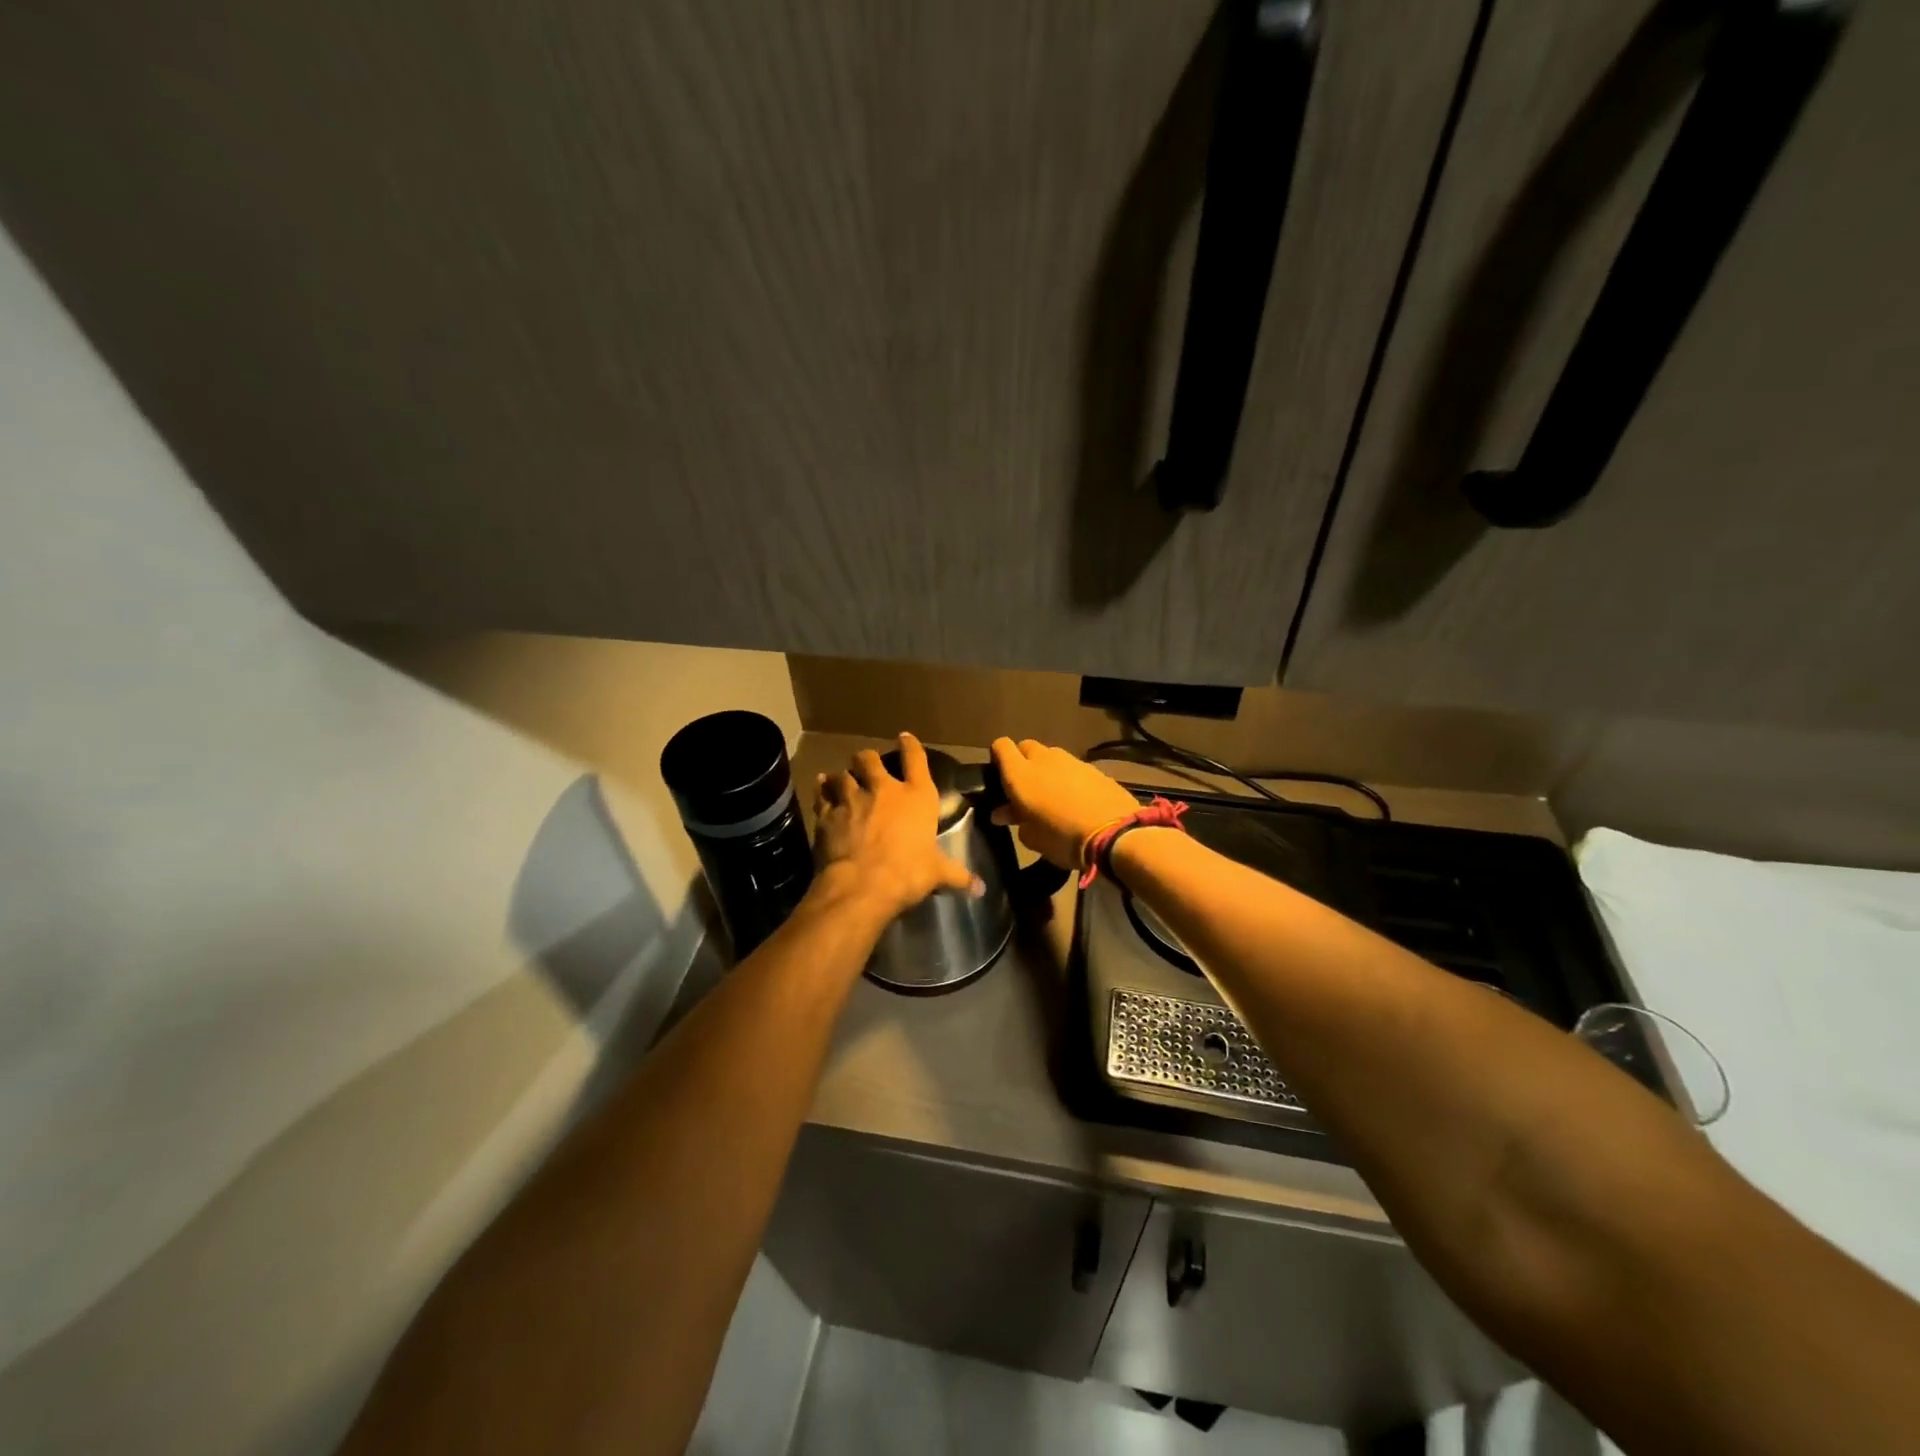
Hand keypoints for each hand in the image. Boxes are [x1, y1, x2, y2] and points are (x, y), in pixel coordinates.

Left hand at [812, 733, 981, 919]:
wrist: (862, 885)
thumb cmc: (908, 873)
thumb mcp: (937, 874)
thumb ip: (957, 876)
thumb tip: (981, 888)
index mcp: (916, 796)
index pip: (915, 759)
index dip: (910, 745)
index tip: (905, 737)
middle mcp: (884, 789)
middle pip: (870, 760)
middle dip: (868, 759)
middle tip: (866, 763)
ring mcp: (852, 799)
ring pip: (843, 775)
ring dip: (843, 776)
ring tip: (842, 778)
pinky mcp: (828, 814)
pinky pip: (823, 794)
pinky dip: (823, 790)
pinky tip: (822, 786)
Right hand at [989, 737, 1140, 870]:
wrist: (1115, 834)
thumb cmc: (1062, 838)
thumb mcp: (1032, 837)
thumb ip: (1015, 819)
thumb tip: (1003, 812)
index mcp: (1020, 774)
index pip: (1001, 746)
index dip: (998, 757)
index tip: (999, 776)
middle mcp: (1043, 759)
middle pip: (1026, 747)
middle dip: (1023, 761)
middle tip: (1025, 787)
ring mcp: (1072, 761)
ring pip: (1051, 756)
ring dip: (1047, 769)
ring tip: (1052, 794)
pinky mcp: (1094, 768)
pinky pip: (1073, 767)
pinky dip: (1069, 777)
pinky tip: (1076, 799)